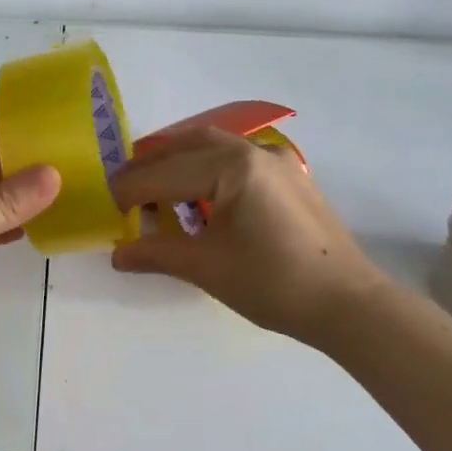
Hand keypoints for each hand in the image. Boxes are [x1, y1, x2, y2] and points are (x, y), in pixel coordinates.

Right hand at [108, 126, 385, 343]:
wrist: (348, 305)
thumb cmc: (272, 284)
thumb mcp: (206, 268)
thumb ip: (156, 253)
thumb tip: (117, 255)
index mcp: (232, 167)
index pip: (165, 173)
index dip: (129, 189)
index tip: (104, 204)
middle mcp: (255, 151)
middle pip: (188, 145)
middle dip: (151, 165)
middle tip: (123, 189)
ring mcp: (278, 160)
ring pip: (214, 147)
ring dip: (179, 162)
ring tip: (154, 190)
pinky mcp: (290, 176)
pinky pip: (237, 159)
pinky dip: (207, 169)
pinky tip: (198, 197)